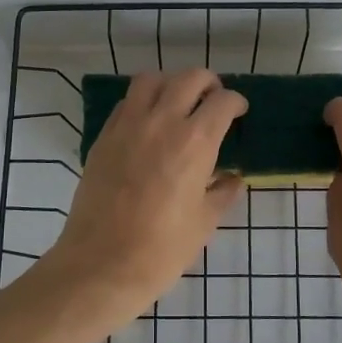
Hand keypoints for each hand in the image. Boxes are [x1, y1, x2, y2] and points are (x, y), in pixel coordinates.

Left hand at [43, 70, 246, 325]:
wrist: (102, 264)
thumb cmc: (162, 249)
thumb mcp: (204, 222)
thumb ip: (222, 193)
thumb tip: (233, 178)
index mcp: (195, 142)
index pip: (223, 101)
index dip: (236, 102)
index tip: (239, 112)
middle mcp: (162, 122)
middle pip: (189, 78)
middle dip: (208, 83)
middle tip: (214, 99)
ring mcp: (127, 126)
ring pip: (151, 80)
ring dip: (171, 83)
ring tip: (178, 102)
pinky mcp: (103, 137)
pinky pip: (126, 103)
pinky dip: (143, 101)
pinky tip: (149, 123)